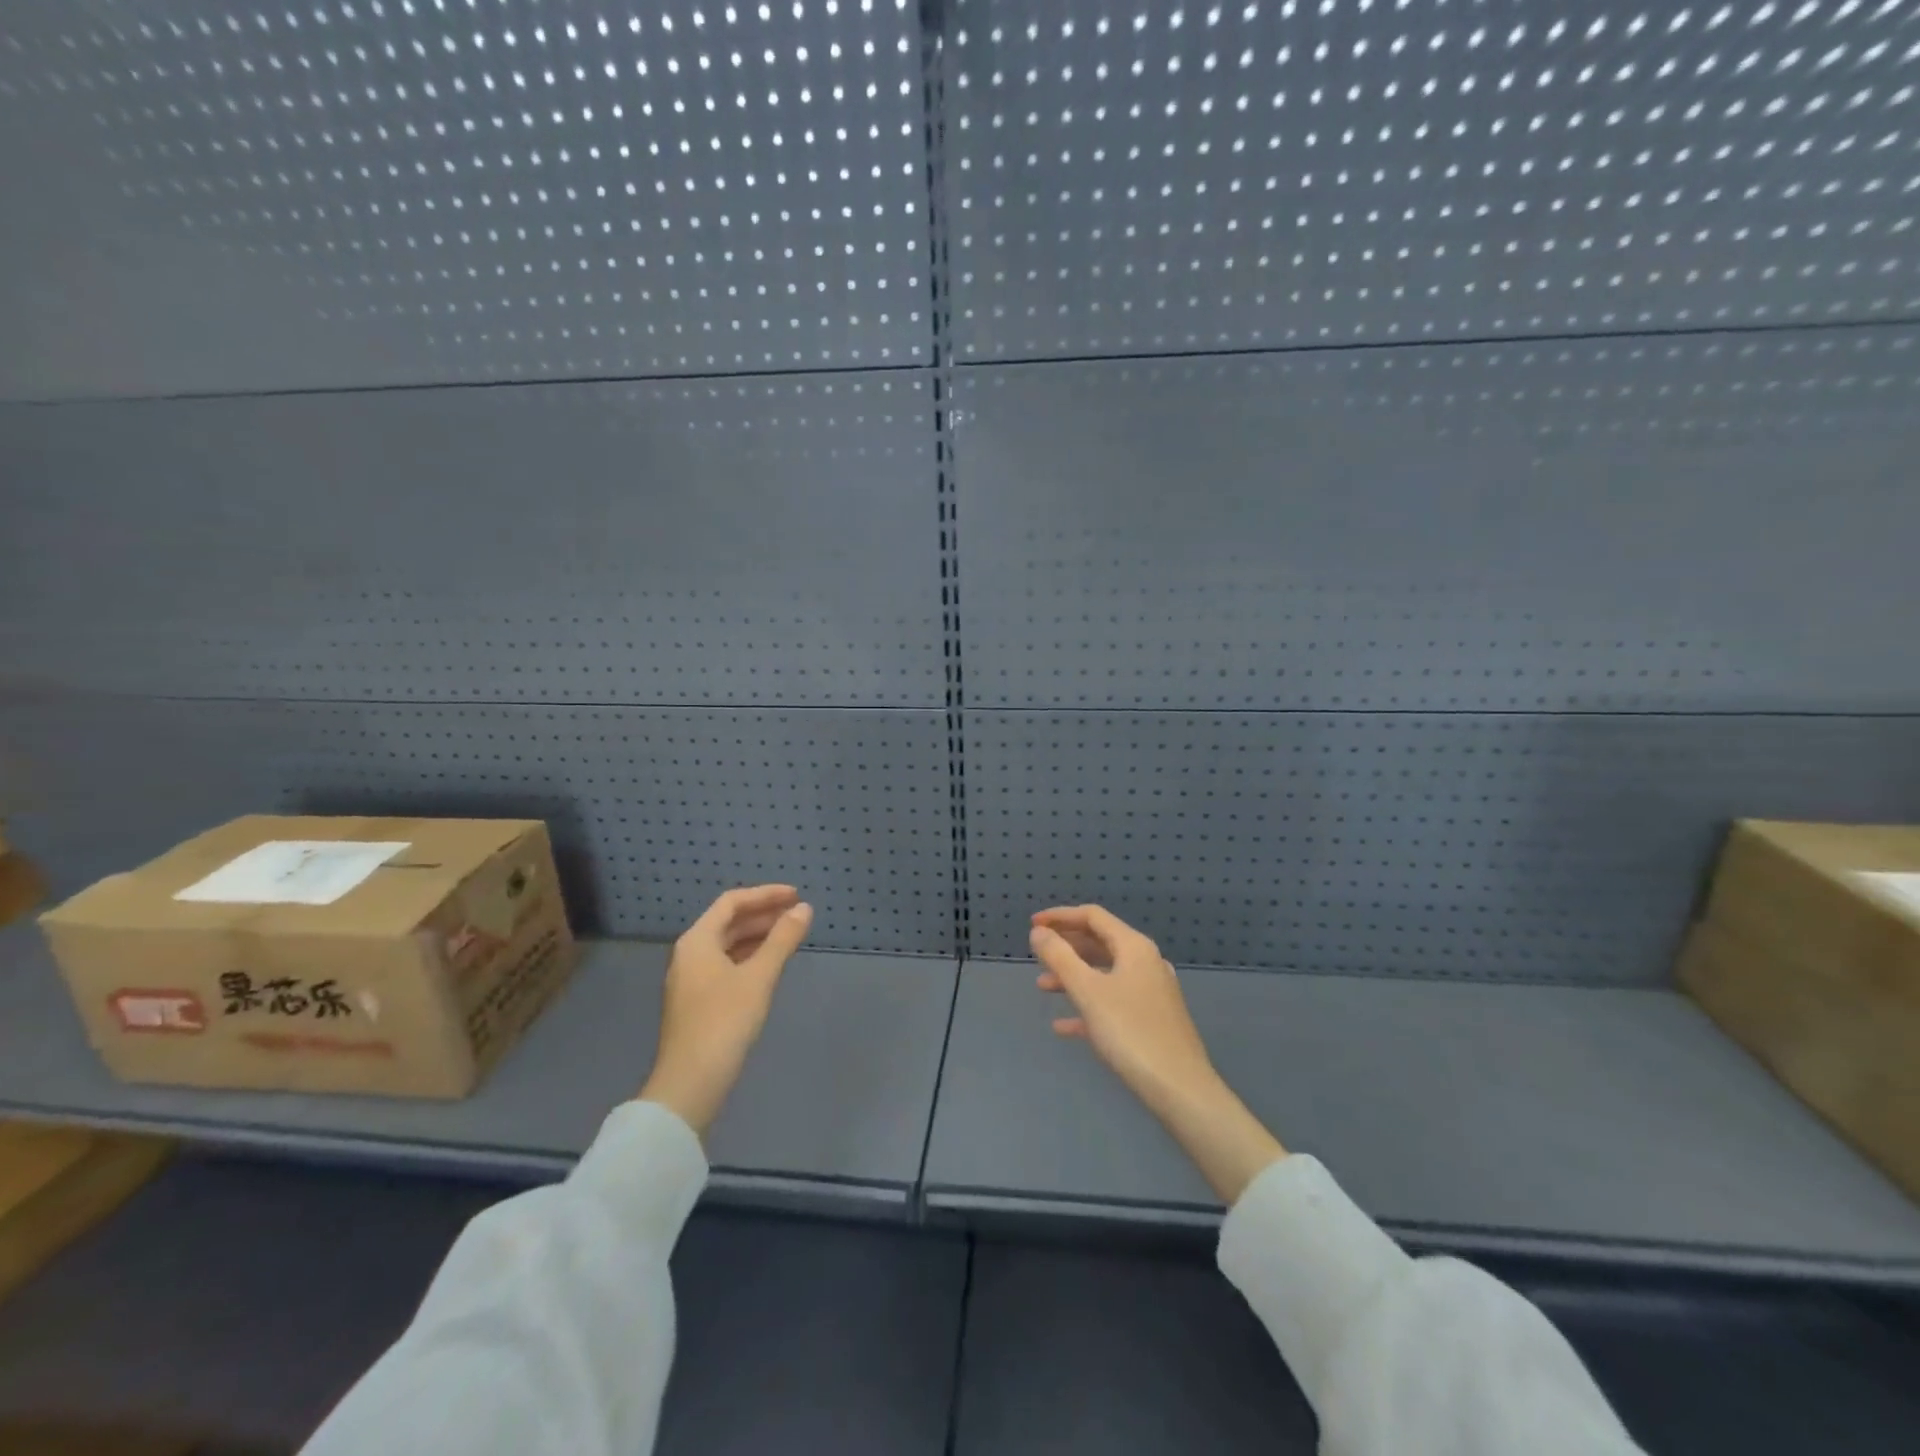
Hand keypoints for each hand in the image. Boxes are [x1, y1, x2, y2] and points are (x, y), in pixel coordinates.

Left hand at [638, 885, 812, 1134]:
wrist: (690, 1084)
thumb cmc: (724, 1022)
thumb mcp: (759, 977)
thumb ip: (782, 940)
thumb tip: (804, 909)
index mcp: (697, 941)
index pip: (732, 902)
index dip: (765, 895)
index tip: (796, 895)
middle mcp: (690, 954)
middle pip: (728, 922)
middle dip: (764, 914)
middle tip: (798, 914)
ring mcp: (691, 980)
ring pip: (728, 945)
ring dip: (758, 936)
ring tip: (790, 936)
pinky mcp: (698, 1002)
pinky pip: (727, 965)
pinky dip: (750, 957)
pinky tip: (771, 966)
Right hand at [1032, 905, 1285, 1203]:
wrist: (1180, 1090)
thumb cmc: (1131, 1033)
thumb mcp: (1088, 992)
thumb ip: (1060, 958)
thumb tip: (1039, 932)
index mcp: (1134, 947)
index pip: (1093, 916)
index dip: (1060, 917)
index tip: (1032, 925)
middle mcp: (1146, 962)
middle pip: (1100, 942)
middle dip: (1066, 946)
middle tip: (1037, 954)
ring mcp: (1151, 992)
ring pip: (1105, 973)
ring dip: (1073, 976)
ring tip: (1042, 987)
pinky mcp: (1152, 1020)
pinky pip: (1114, 1002)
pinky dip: (1088, 1006)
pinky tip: (1064, 1026)